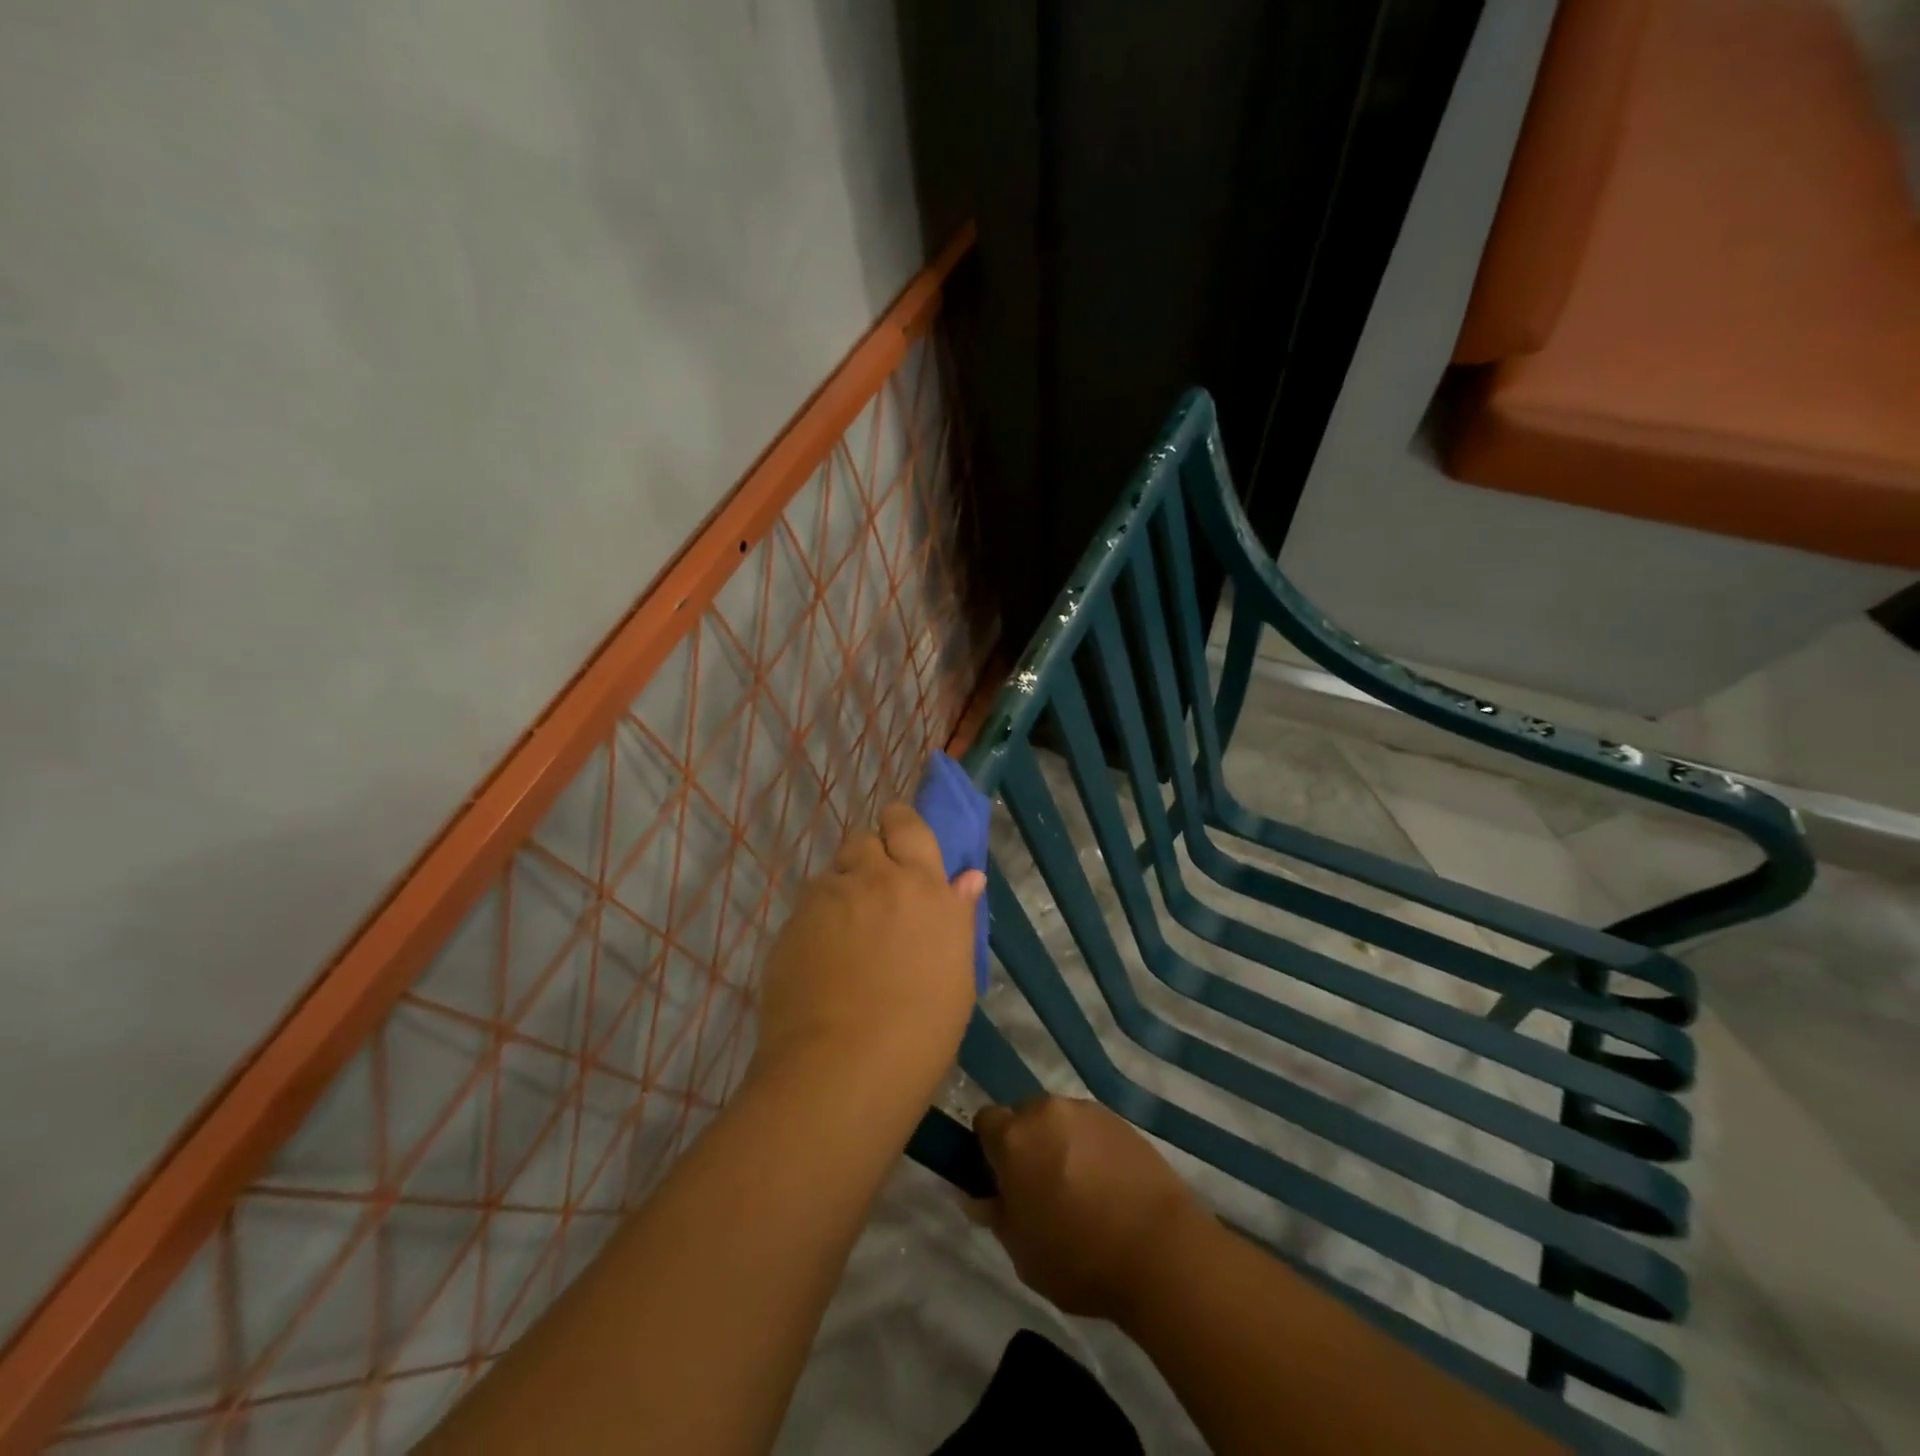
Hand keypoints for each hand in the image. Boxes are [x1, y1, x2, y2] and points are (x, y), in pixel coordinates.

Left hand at [751, 802, 985, 1096]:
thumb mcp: (956, 971)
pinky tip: (822, 962)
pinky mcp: (790, 926)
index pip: (906, 823)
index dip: (900, 824)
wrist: (844, 1066)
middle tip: (877, 896)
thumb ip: (957, 915)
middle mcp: (871, 878)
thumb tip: (967, 878)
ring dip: (842, 891)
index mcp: (920, 883)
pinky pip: (807, 908)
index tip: (900, 842)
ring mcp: (826, 900)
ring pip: (832, 875)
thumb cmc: (922, 1026)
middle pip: (863, 840)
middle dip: (870, 857)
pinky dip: (817, 922)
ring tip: (847, 936)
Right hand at [974, 1097, 1206, 1323]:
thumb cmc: (1079, 1258)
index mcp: (1014, 1138)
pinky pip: (1089, 1127)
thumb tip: (977, 1196)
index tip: (1001, 1179)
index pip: (985, 1121)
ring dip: (1058, 1142)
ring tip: (1079, 1186)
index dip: (989, 1148)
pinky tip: (1106, 1183)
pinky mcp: (1119, 1119)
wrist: (1159, 1250)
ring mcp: (1086, 1111)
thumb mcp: (1022, 1252)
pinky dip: (1089, 1146)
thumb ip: (995, 1215)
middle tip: (1039, 1186)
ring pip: (1058, 1120)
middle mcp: (1046, 1111)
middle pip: (1023, 1116)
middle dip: (1025, 1143)